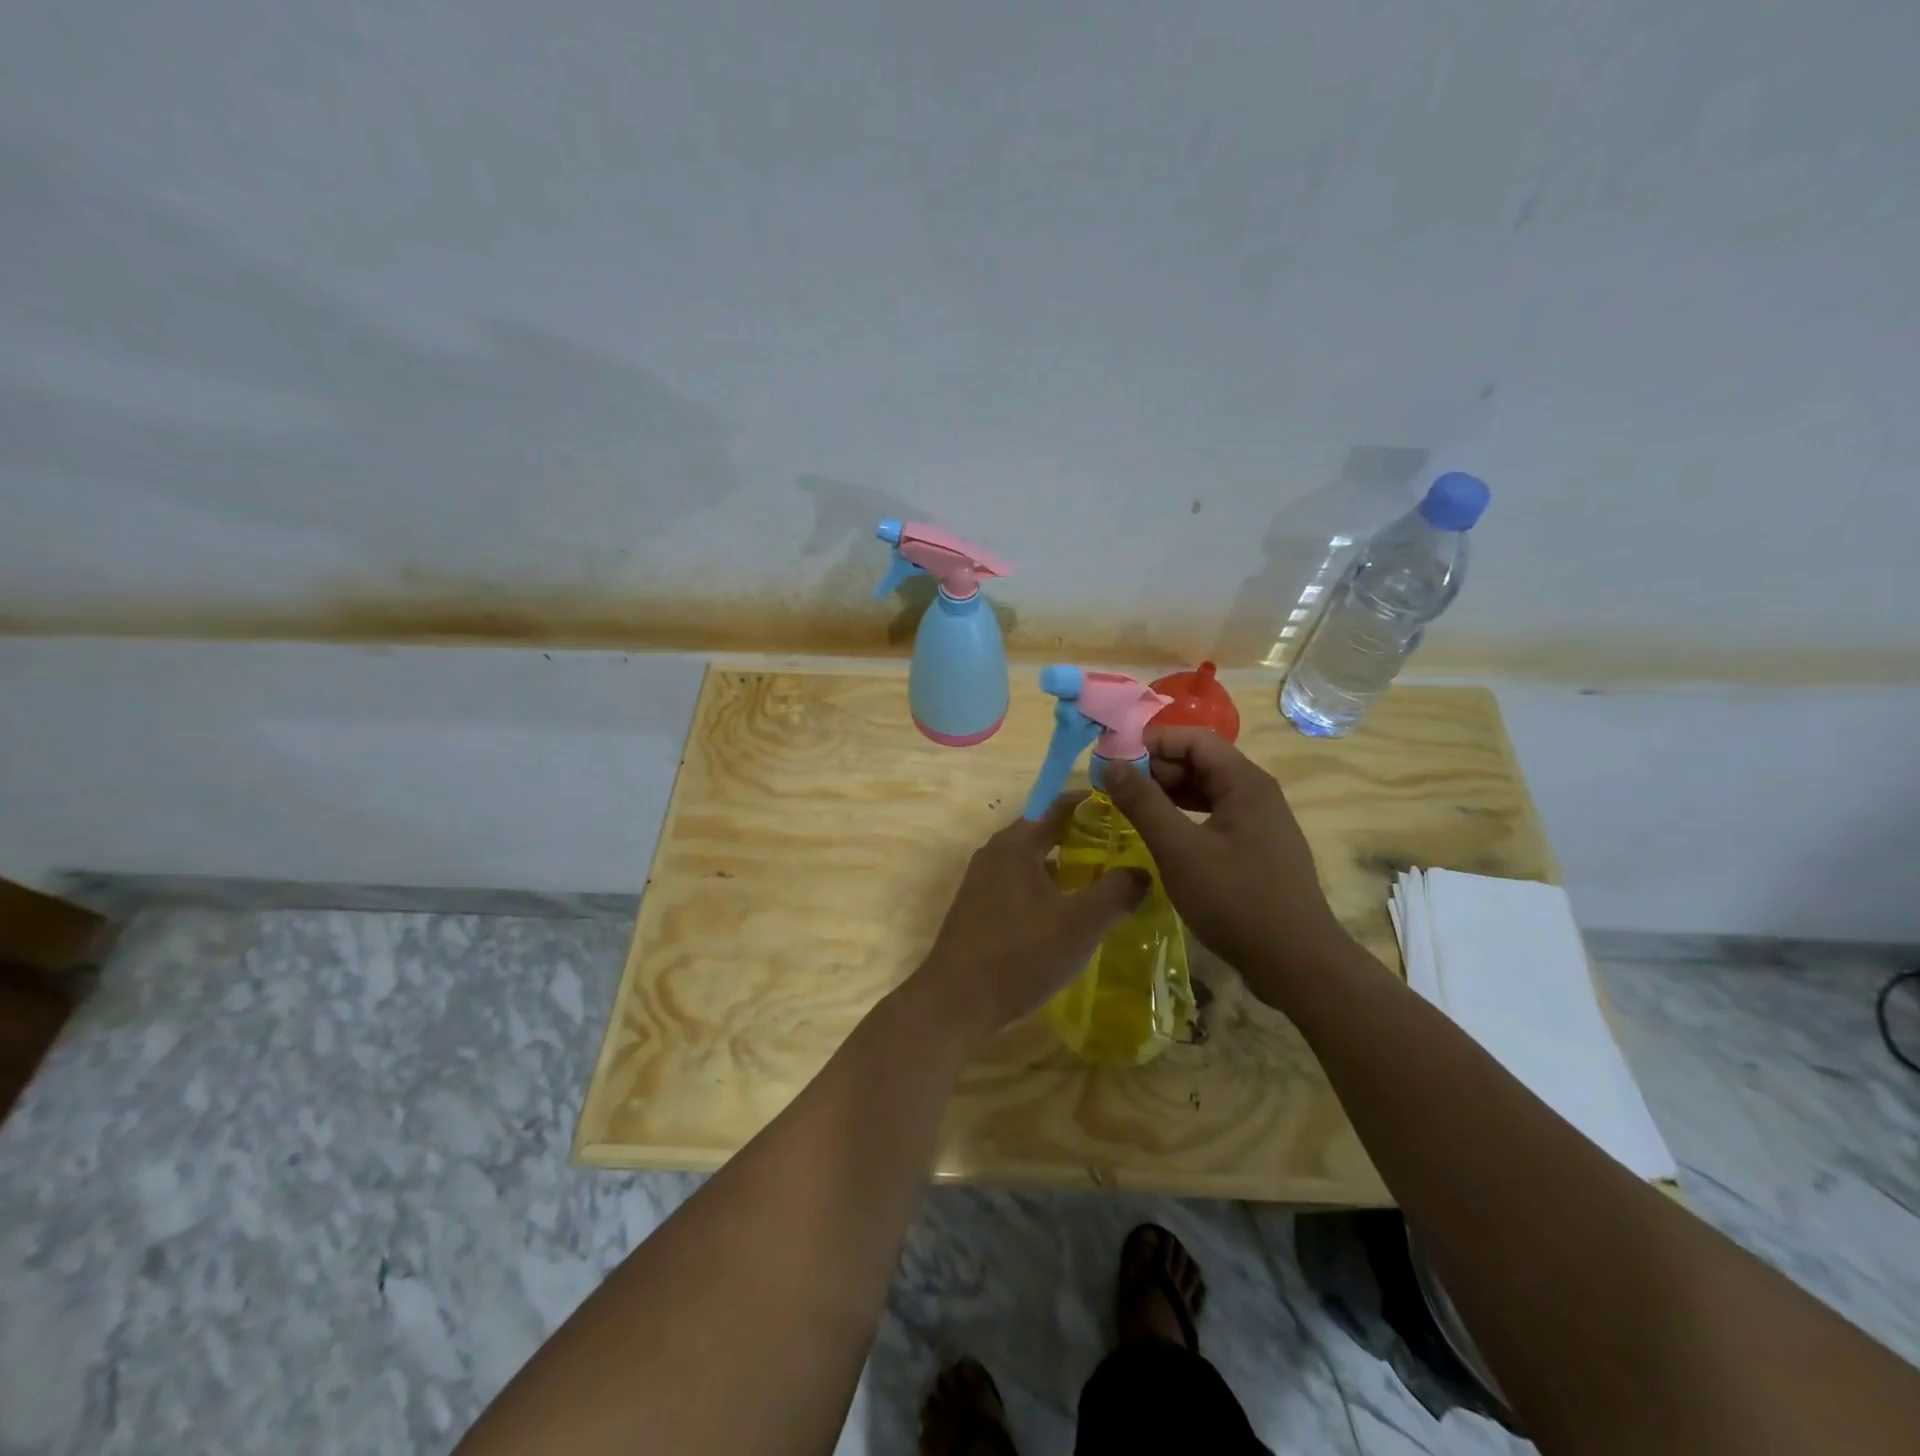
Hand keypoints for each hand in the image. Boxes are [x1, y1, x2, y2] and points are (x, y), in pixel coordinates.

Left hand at [907, 796, 1149, 1047]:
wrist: (956, 1002)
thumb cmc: (1020, 955)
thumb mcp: (1080, 923)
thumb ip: (1116, 892)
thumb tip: (1143, 872)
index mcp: (1015, 844)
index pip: (1059, 806)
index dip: (1094, 804)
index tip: (1128, 809)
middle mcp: (995, 853)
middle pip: (1045, 831)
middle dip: (1084, 835)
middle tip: (1125, 846)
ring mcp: (983, 881)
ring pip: (1033, 859)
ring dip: (1066, 863)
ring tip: (1105, 877)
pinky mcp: (979, 908)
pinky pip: (1021, 882)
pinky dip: (1048, 885)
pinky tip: (1070, 910)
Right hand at [1101, 726, 1351, 994]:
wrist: (1296, 963)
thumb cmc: (1236, 900)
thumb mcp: (1179, 850)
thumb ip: (1143, 803)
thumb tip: (1111, 765)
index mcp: (1244, 782)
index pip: (1193, 739)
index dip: (1151, 743)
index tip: (1113, 761)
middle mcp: (1256, 793)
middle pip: (1200, 762)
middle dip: (1156, 769)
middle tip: (1116, 791)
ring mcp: (1259, 822)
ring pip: (1205, 791)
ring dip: (1167, 795)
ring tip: (1130, 811)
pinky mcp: (1256, 848)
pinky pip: (1213, 817)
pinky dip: (1183, 818)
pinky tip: (1161, 836)